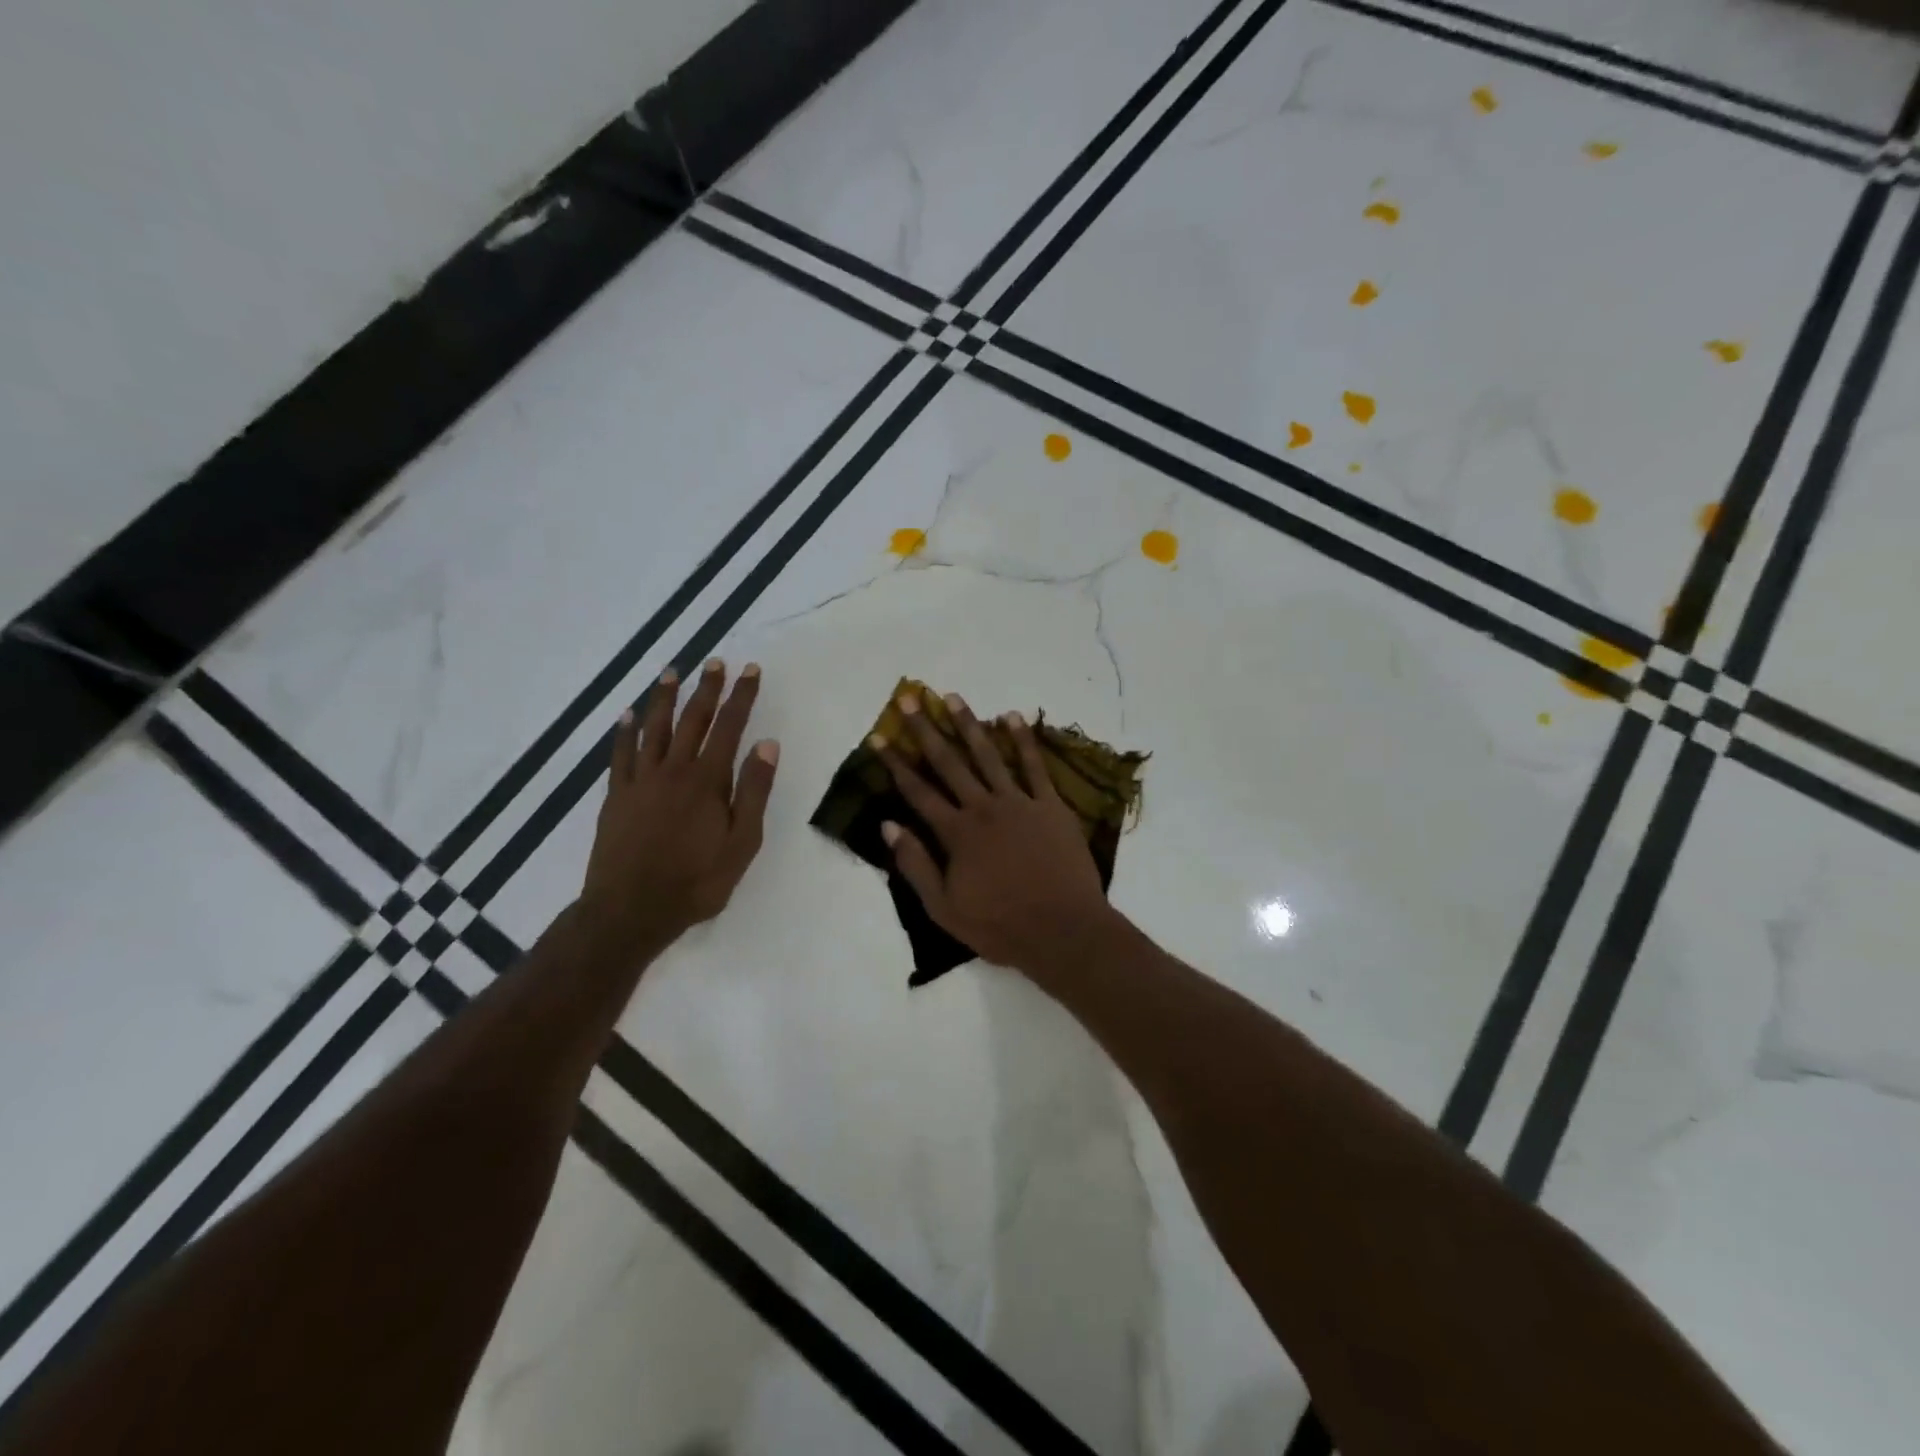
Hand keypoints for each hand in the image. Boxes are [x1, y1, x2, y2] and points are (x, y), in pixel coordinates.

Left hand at [581, 659, 778, 945]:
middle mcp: (673, 770)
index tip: (750, 670)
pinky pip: (621, 754)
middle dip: (707, 689)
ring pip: (654, 728)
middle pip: (692, 719)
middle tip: (715, 662)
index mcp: (708, 780)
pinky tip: (628, 714)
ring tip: (672, 672)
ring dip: (664, 698)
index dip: (741, 697)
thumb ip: (754, 791)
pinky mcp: (617, 796)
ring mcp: (641, 781)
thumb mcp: (742, 842)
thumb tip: (767, 744)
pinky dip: (625, 731)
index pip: (730, 727)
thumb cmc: (696, 881)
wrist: (630, 910)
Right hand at [874, 692, 1116, 974]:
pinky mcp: (1051, 806)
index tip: (879, 736)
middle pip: (949, 763)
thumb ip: (915, 865)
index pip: (918, 791)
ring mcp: (1019, 803)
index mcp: (956, 833)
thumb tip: (888, 825)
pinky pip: (1035, 766)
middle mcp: (983, 808)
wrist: (1063, 931)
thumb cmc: (1000, 926)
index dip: (895, 763)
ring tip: (952, 697)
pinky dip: (1023, 740)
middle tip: (910, 698)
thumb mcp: (944, 908)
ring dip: (969, 724)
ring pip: (988, 755)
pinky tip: (1012, 716)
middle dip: (926, 730)